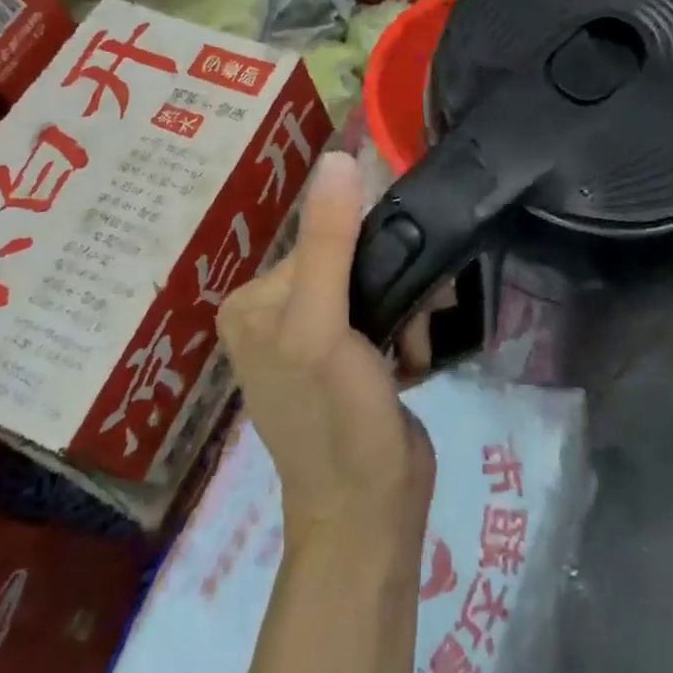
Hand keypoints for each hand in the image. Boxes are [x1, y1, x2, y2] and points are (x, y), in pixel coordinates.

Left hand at [217, 151, 435, 545]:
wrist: (371, 515)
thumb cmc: (337, 420)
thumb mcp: (323, 326)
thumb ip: (330, 241)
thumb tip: (339, 156)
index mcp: (253, 300)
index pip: (324, 235)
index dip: (371, 249)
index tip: (407, 275)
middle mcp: (275, 312)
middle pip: (352, 257)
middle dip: (395, 282)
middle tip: (419, 315)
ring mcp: (310, 337)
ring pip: (375, 283)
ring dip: (408, 308)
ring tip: (415, 347)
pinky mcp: (345, 358)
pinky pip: (382, 313)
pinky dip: (407, 330)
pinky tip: (412, 361)